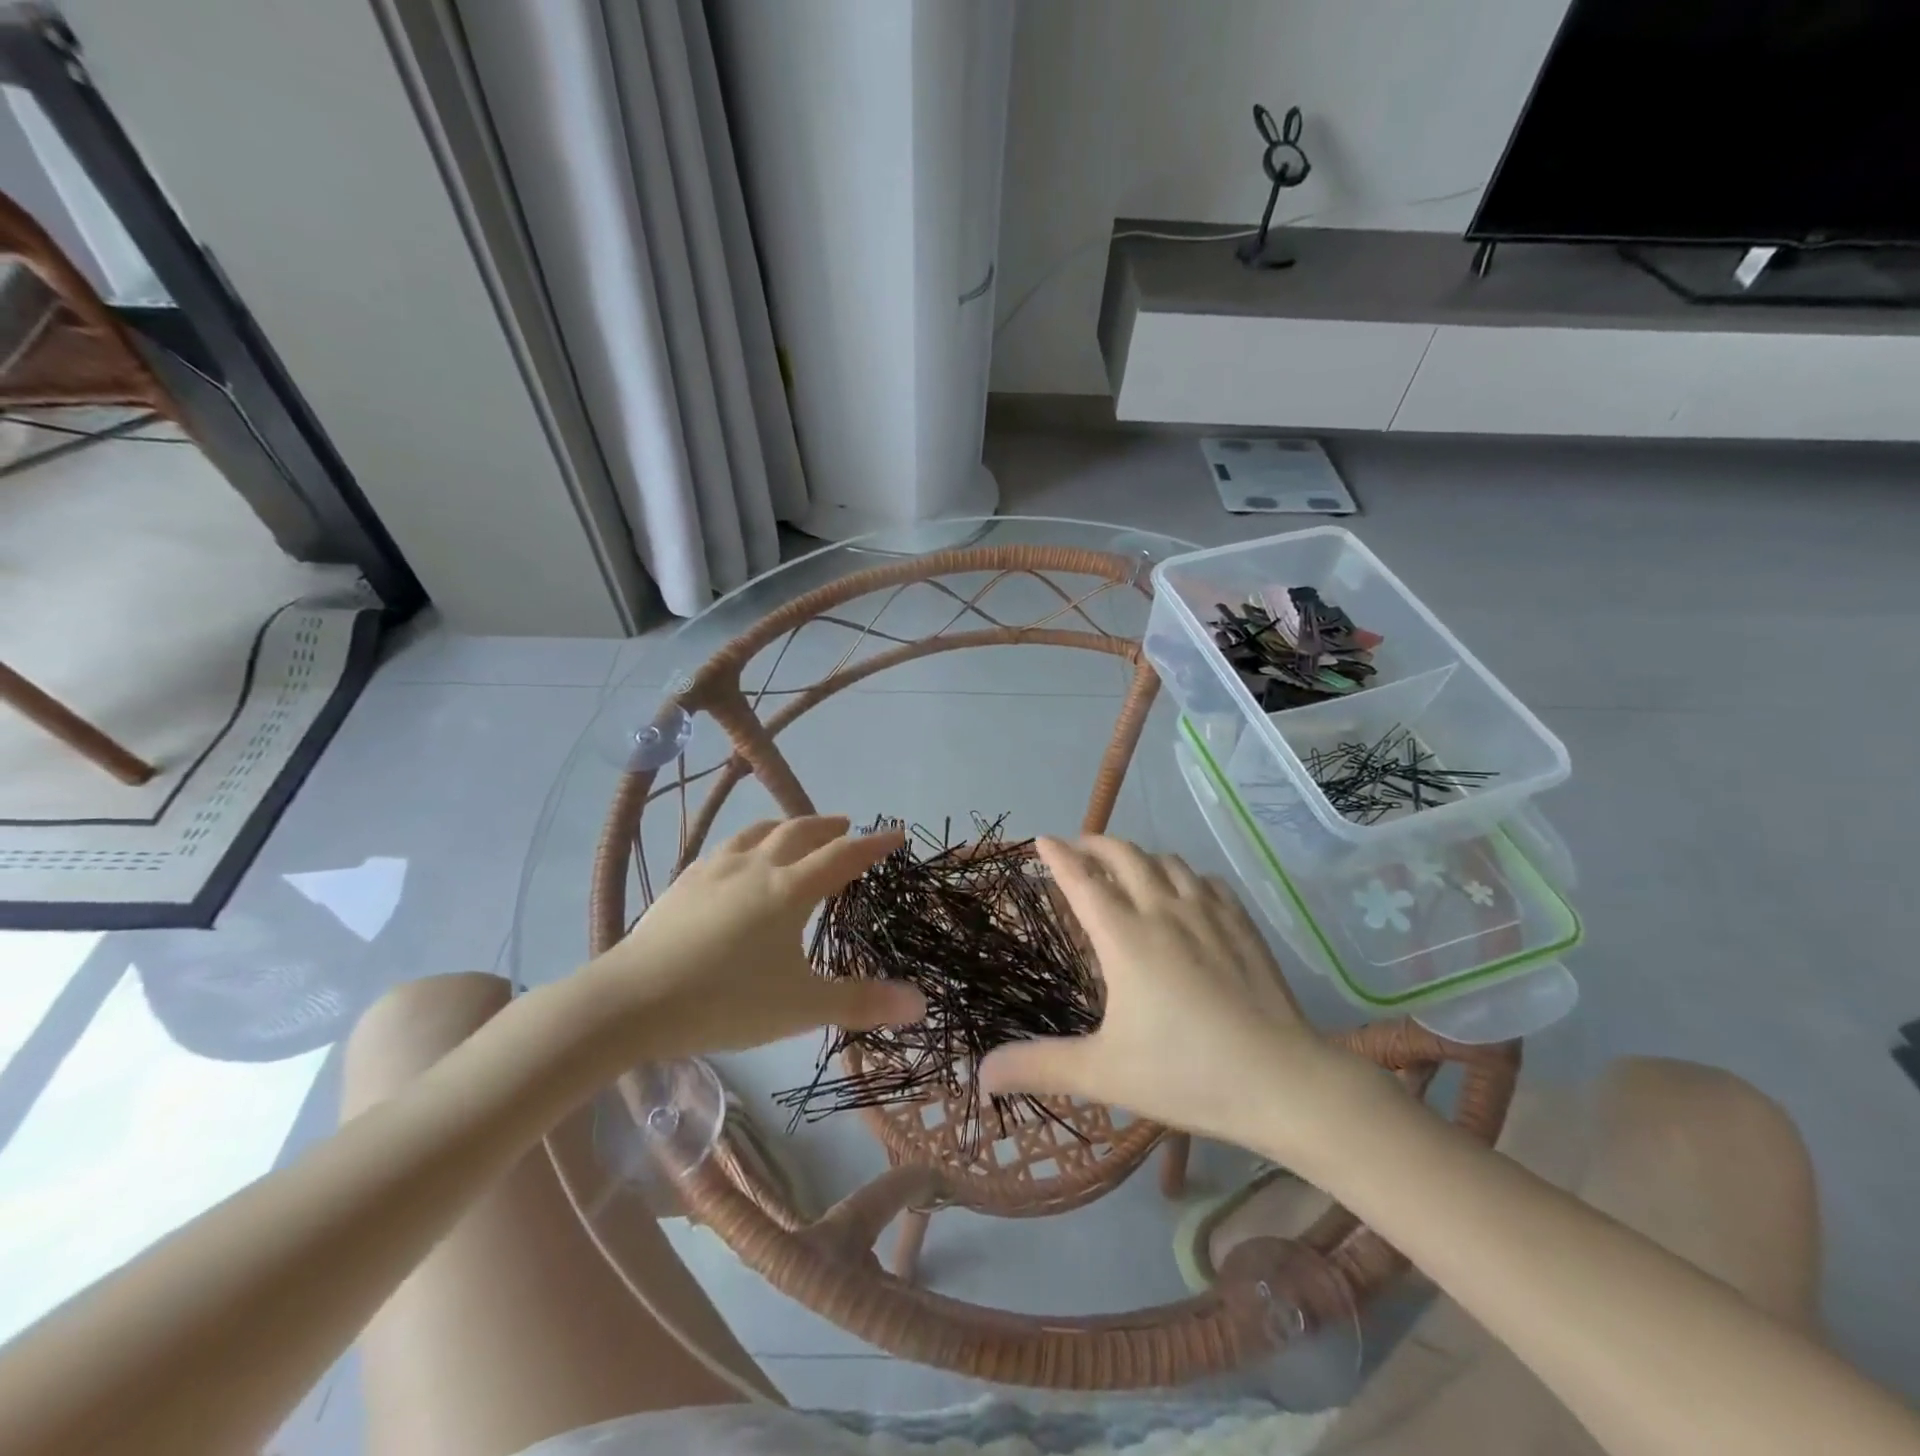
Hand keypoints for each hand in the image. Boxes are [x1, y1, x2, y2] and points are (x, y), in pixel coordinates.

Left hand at [579, 816, 924, 1057]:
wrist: (632, 1001)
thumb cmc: (726, 1001)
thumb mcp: (802, 1007)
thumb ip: (862, 1002)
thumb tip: (922, 1004)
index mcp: (791, 890)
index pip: (844, 856)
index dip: (874, 843)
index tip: (896, 834)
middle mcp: (758, 867)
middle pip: (801, 832)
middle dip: (830, 827)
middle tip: (847, 826)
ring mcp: (716, 870)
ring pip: (759, 832)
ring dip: (787, 826)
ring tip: (796, 831)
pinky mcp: (685, 881)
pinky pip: (726, 848)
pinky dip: (748, 843)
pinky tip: (739, 859)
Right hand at [980, 836, 1390, 1163]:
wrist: (1282, 1081)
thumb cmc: (1185, 1073)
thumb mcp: (1103, 1074)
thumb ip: (1040, 1066)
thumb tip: (980, 1075)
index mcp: (1124, 937)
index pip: (1082, 880)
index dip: (1058, 856)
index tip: (1041, 839)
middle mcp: (1163, 911)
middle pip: (1124, 856)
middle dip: (1095, 843)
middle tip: (1078, 847)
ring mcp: (1208, 914)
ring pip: (1167, 861)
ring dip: (1139, 856)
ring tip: (1126, 867)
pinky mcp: (1242, 924)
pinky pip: (1206, 880)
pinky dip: (1184, 875)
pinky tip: (1185, 892)